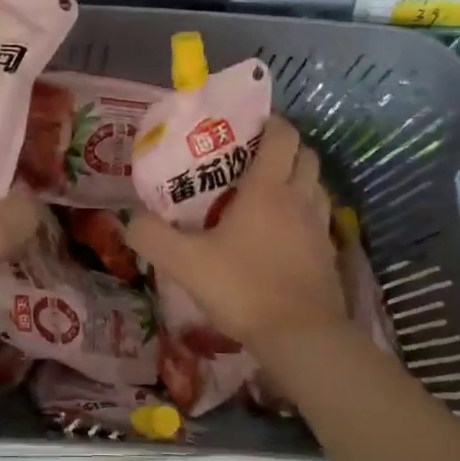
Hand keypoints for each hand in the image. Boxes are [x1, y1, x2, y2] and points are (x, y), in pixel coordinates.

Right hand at [125, 116, 347, 354]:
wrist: (300, 337)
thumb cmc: (243, 287)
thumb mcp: (184, 262)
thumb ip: (151, 237)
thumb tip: (130, 220)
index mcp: (268, 189)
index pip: (282, 136)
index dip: (271, 123)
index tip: (249, 126)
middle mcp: (300, 199)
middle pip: (307, 156)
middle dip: (286, 149)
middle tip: (255, 160)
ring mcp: (320, 228)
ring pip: (317, 187)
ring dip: (299, 181)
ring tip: (269, 195)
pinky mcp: (329, 256)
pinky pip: (320, 220)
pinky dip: (305, 215)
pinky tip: (284, 236)